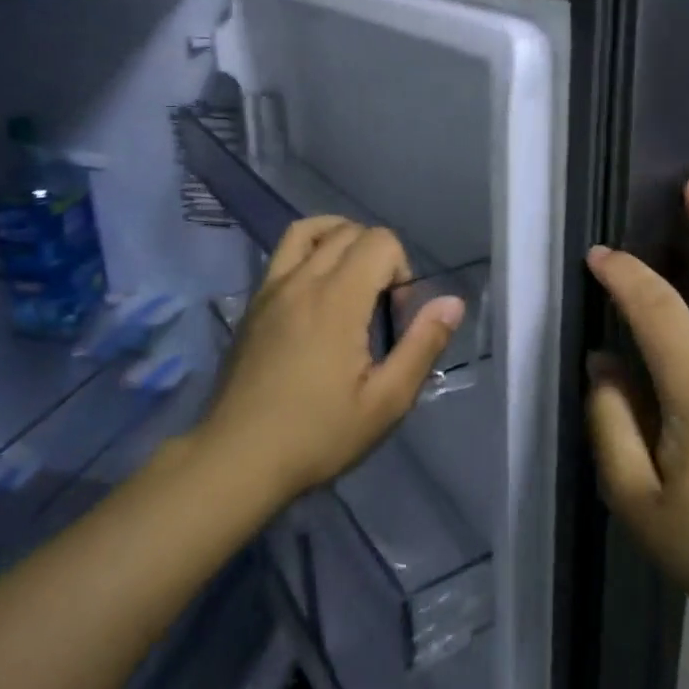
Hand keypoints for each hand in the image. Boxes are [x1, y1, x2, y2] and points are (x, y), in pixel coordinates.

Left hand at [198, 217, 466, 503]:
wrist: (236, 458)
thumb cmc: (317, 435)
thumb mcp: (385, 402)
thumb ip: (422, 345)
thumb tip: (452, 302)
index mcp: (336, 299)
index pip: (379, 241)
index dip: (401, 270)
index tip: (396, 318)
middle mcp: (301, 281)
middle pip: (348, 231)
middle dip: (377, 256)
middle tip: (379, 308)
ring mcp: (270, 289)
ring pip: (309, 230)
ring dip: (340, 240)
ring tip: (352, 280)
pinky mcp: (253, 304)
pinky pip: (284, 254)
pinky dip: (310, 253)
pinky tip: (317, 298)